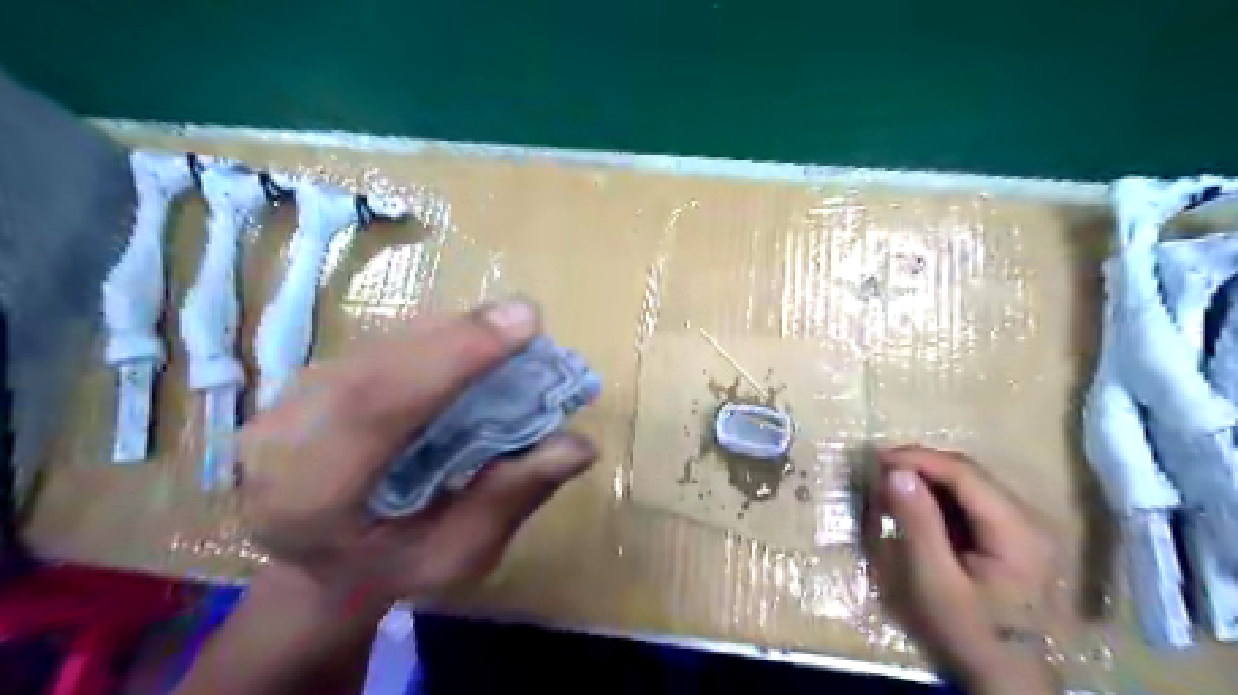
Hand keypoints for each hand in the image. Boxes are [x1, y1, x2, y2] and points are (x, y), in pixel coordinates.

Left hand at [237, 300, 600, 613]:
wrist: (320, 565)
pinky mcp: (307, 380)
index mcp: (307, 500)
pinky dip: (432, 338)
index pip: (375, 410)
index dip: (452, 359)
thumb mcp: (457, 554)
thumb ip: (510, 498)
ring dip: (449, 333)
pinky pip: (378, 345)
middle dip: (457, 338)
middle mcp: (279, 440)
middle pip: (377, 366)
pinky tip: (471, 342)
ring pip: (378, 346)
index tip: (523, 324)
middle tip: (527, 319)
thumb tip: (579, 446)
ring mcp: (284, 402)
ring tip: (508, 330)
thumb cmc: (391, 570)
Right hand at [864, 447, 1058, 692]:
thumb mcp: (934, 581)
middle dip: (919, 467)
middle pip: (968, 475)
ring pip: (968, 486)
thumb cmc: (969, 633)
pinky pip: (971, 504)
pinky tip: (914, 509)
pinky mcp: (1014, 538)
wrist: (1008, 680)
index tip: (875, 459)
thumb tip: (895, 472)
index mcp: (1017, 529)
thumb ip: (917, 523)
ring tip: (888, 488)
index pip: (963, 473)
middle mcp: (1029, 519)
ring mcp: (1025, 528)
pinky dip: (938, 500)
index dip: (917, 459)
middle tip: (876, 473)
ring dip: (926, 481)